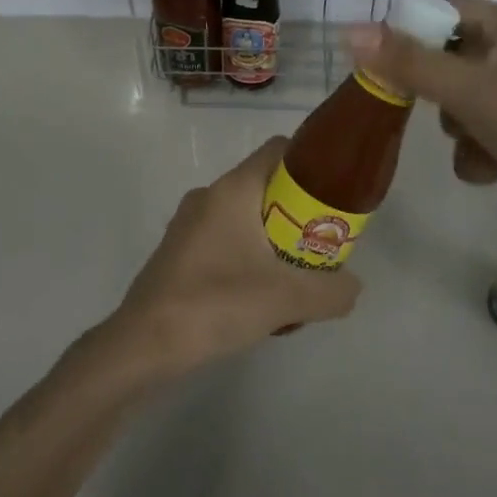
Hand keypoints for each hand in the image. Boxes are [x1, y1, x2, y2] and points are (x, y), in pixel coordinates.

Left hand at [103, 136, 361, 382]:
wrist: (143, 345)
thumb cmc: (215, 303)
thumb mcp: (287, 299)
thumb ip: (331, 290)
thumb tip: (352, 287)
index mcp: (232, 189)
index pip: (278, 150)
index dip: (312, 164)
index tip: (336, 194)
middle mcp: (208, 197)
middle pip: (266, 188)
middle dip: (298, 214)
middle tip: (322, 246)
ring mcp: (189, 225)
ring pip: (246, 219)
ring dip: (274, 242)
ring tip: (295, 280)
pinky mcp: (179, 253)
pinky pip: (226, 242)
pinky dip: (249, 259)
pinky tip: (260, 299)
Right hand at [346, 0, 496, 260]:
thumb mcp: (470, 92)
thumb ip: (409, 63)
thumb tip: (350, 31)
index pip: (444, 7)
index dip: (408, 30)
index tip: (381, 64)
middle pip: (447, 55)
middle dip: (434, 89)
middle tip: (428, 108)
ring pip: (459, 97)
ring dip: (456, 126)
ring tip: (475, 145)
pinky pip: (479, 127)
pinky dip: (476, 149)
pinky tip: (490, 170)